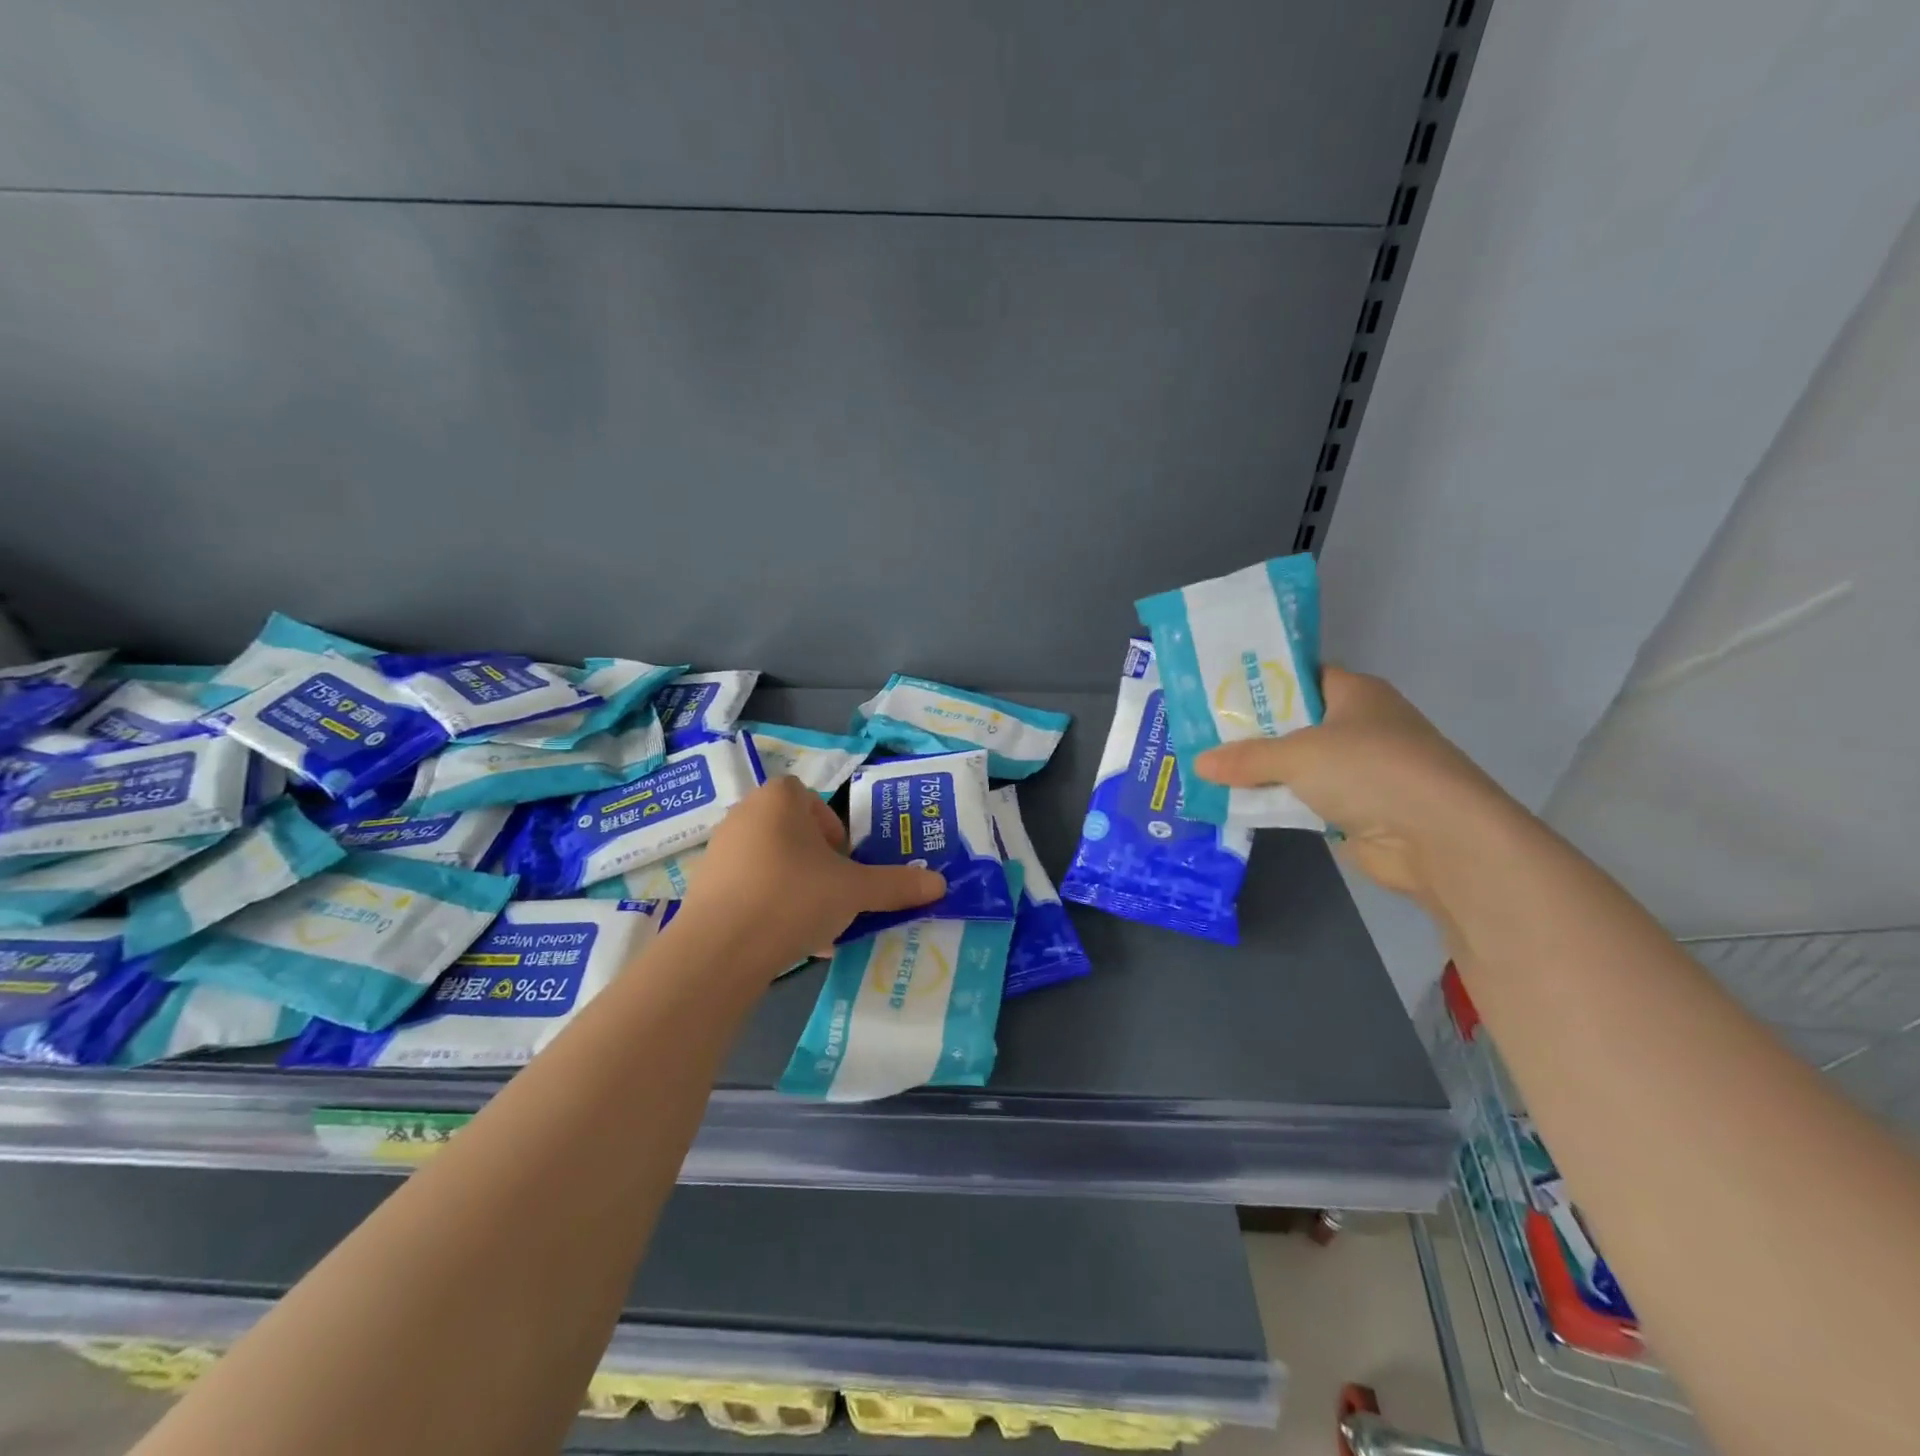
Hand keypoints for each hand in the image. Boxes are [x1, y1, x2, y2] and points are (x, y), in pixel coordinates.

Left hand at [674, 776, 945, 976]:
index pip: (811, 798)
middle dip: (818, 861)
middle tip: (836, 892)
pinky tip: (786, 940)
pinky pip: (748, 889)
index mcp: (779, 800)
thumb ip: (896, 885)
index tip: (846, 861)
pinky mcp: (703, 888)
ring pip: (772, 863)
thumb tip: (940, 884)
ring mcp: (719, 852)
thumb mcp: (855, 891)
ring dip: (796, 885)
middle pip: (792, 832)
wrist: (719, 950)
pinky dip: (769, 907)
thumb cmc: (793, 897)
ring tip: (815, 922)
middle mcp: (744, 816)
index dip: (833, 828)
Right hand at [1192, 667, 1517, 904]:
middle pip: (1294, 722)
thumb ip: (1246, 758)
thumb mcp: (1298, 755)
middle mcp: (1359, 725)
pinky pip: (1303, 798)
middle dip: (1250, 731)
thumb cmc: (1370, 771)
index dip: (1261, 682)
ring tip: (1207, 768)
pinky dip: (1276, 801)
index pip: (1301, 676)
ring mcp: (1359, 769)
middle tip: (1200, 732)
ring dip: (1260, 771)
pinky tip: (1236, 802)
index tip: (1216, 691)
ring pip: (1296, 764)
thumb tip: (1197, 762)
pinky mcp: (1355, 808)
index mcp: (1355, 693)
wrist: (1438, 838)